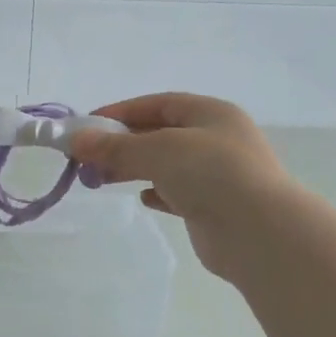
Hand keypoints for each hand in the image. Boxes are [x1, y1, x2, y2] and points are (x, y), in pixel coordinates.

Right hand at [69, 94, 294, 282]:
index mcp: (211, 113)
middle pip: (160, 134)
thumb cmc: (211, 174)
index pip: (159, 104)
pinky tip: (144, 199)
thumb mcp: (157, 150)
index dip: (121, 112)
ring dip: (134, 169)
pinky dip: (159, 193)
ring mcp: (218, 174)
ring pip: (167, 165)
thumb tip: (76, 140)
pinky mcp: (215, 207)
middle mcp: (217, 139)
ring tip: (102, 180)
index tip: (87, 126)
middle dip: (122, 144)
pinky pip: (179, 193)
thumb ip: (115, 146)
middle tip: (87, 159)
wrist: (259, 232)